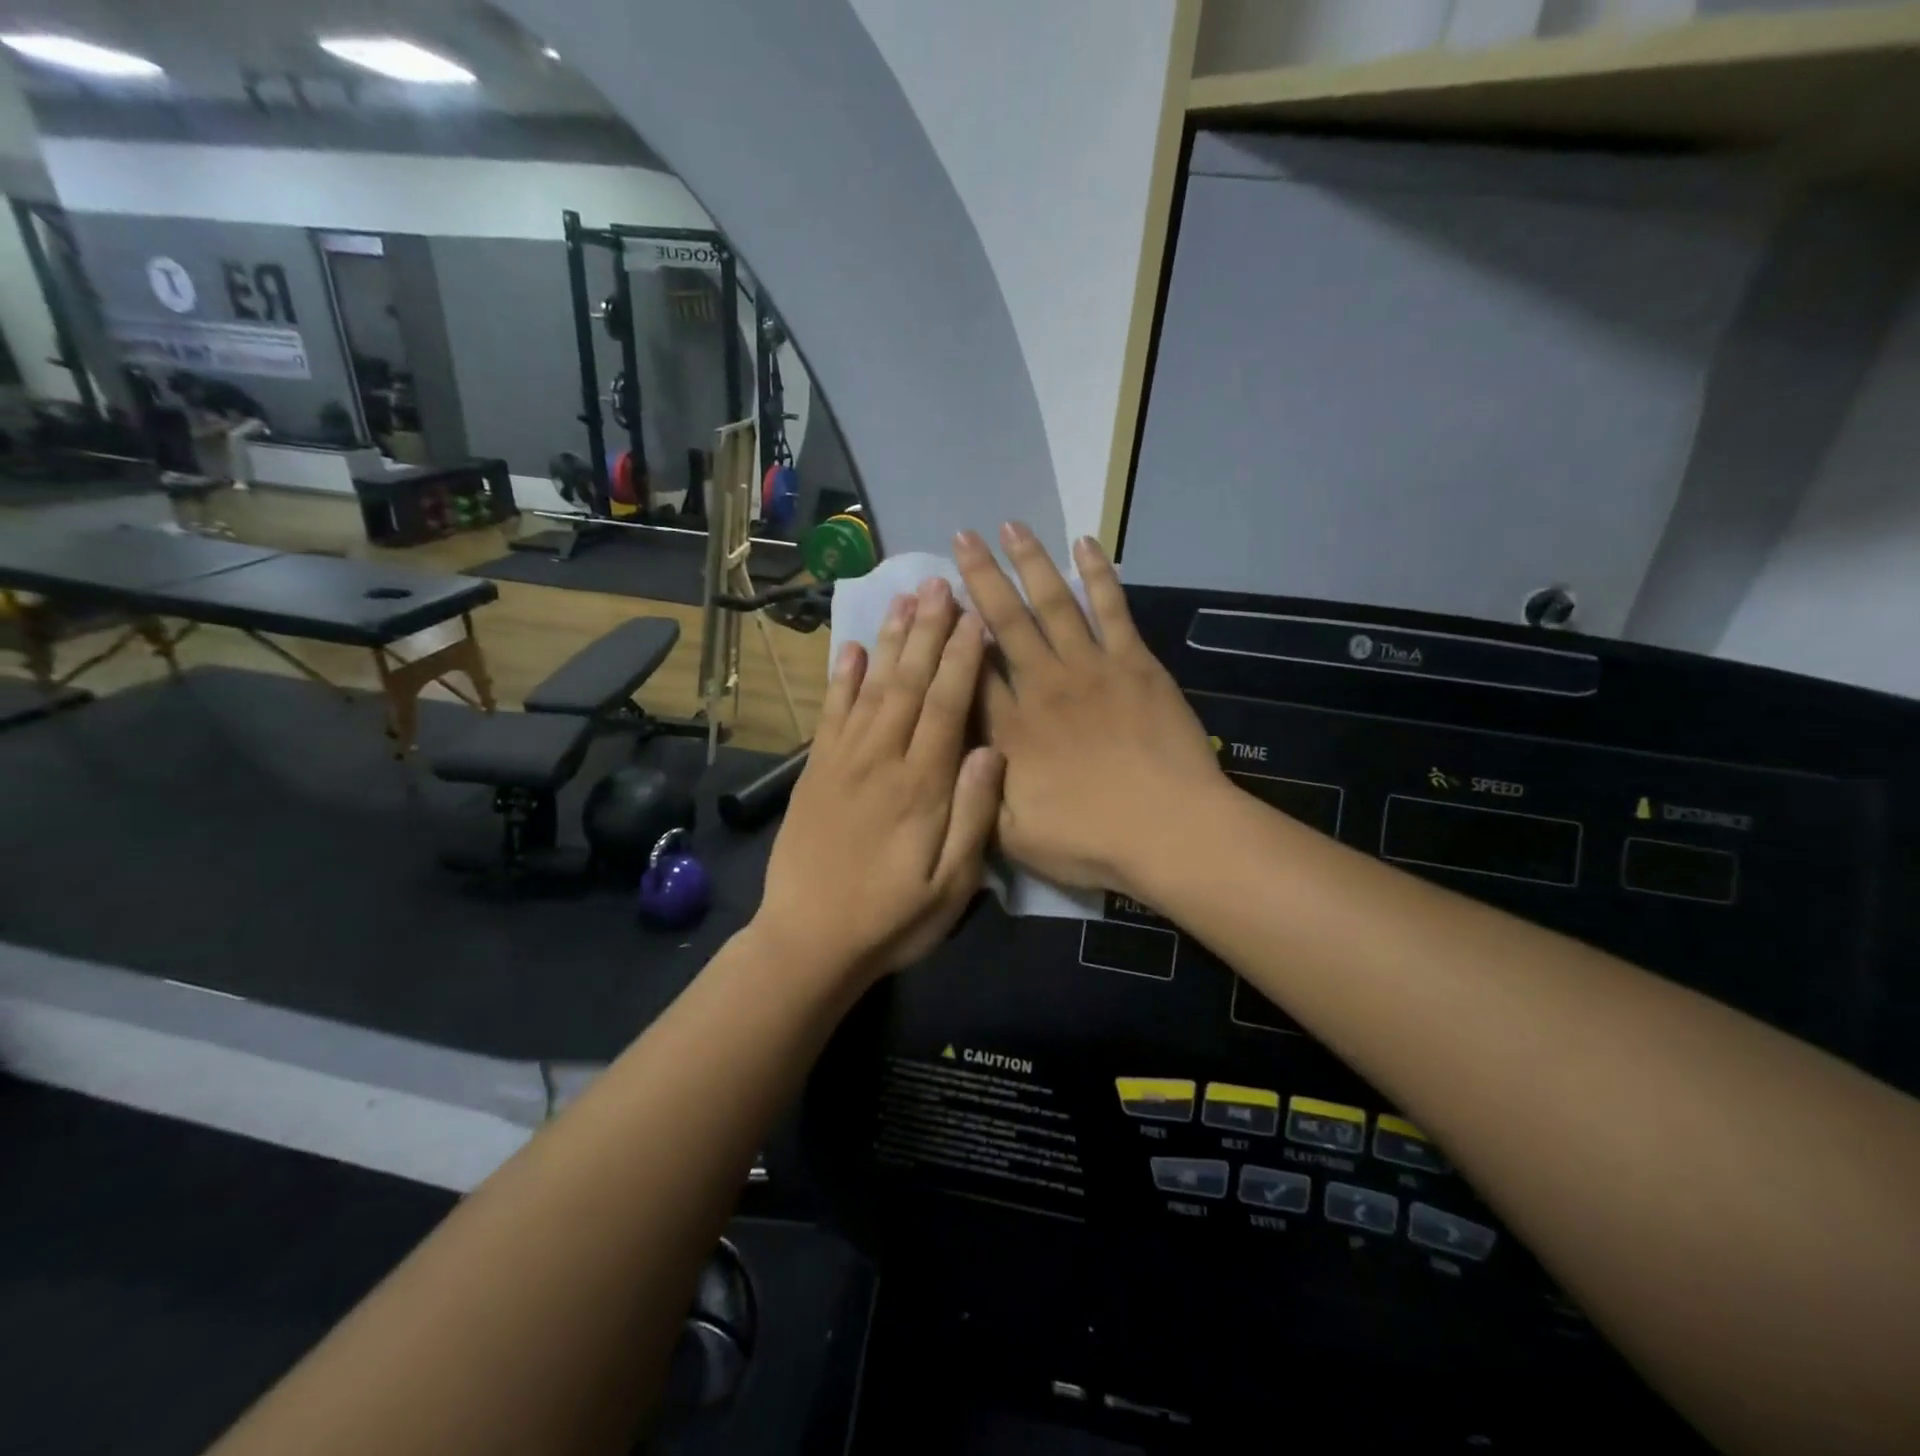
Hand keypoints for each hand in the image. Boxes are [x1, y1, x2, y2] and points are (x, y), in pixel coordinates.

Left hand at [756, 577, 1003, 984]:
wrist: (807, 942)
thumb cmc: (891, 920)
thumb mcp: (951, 886)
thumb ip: (973, 816)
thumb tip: (992, 751)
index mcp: (922, 786)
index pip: (948, 706)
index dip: (962, 658)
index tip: (975, 616)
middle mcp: (881, 760)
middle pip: (908, 683)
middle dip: (927, 631)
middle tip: (940, 583)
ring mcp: (842, 762)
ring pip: (870, 688)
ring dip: (888, 641)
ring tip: (904, 598)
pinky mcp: (814, 772)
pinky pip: (830, 714)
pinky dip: (839, 679)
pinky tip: (848, 649)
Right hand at [954, 523, 1224, 899]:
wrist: (1168, 830)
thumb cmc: (1089, 840)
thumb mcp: (1011, 836)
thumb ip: (975, 794)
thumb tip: (953, 752)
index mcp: (1010, 729)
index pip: (971, 669)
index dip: (951, 631)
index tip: (936, 599)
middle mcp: (1042, 685)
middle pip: (1005, 621)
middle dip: (981, 577)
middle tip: (963, 538)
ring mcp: (1090, 668)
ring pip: (1052, 604)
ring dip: (1030, 562)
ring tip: (1010, 526)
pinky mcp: (1134, 663)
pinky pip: (1111, 609)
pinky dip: (1097, 575)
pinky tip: (1085, 545)